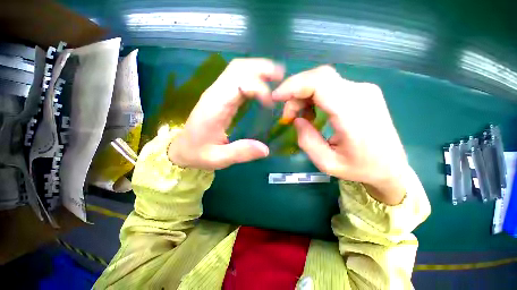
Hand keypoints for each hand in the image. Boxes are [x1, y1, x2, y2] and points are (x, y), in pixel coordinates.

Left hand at [168, 58, 283, 169]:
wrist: (182, 148)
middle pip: (238, 68)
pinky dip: (252, 76)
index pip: (238, 84)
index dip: (258, 88)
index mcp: (215, 107)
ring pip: (238, 69)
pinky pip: (237, 78)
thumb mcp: (219, 158)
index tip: (271, 104)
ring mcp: (217, 92)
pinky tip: (263, 84)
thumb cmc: (198, 153)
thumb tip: (266, 149)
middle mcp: (215, 94)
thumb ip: (241, 153)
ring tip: (276, 77)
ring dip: (258, 69)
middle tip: (281, 76)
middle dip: (261, 68)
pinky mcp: (220, 95)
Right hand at [272, 66, 406, 204]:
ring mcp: (363, 90)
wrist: (392, 166)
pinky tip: (312, 112)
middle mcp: (361, 93)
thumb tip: (296, 119)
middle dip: (295, 92)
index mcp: (353, 113)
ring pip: (323, 80)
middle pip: (319, 77)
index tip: (276, 97)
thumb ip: (307, 140)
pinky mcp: (361, 92)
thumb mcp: (327, 163)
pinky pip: (330, 86)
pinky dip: (313, 96)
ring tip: (300, 117)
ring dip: (304, 95)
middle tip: (288, 115)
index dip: (293, 86)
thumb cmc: (360, 168)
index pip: (320, 83)